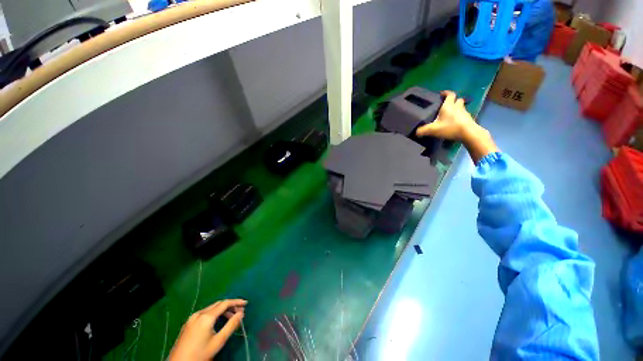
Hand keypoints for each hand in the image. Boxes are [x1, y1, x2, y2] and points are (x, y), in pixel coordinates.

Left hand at [168, 299, 246, 360]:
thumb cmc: (200, 354)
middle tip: (240, 311)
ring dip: (222, 310)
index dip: (236, 302)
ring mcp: (192, 318)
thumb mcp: (218, 341)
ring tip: (231, 317)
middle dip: (230, 306)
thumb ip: (231, 325)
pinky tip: (218, 321)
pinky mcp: (188, 323)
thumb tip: (241, 313)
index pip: (225, 303)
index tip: (246, 303)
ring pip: (211, 309)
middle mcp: (199, 314)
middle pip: (218, 304)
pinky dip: (214, 314)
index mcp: (206, 317)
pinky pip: (204, 313)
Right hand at [415, 90, 476, 140]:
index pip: (450, 94)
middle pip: (457, 100)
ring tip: (450, 114)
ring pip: (461, 107)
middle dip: (453, 101)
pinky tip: (455, 122)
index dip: (446, 93)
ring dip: (456, 108)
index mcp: (448, 106)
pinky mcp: (468, 119)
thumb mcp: (433, 130)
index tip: (442, 94)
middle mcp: (457, 107)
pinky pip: (463, 115)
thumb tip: (416, 132)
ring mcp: (464, 113)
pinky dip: (459, 116)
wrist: (468, 133)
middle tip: (447, 105)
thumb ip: (423, 130)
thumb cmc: (450, 127)